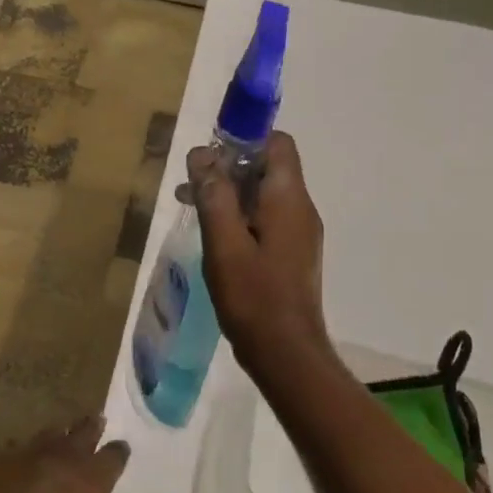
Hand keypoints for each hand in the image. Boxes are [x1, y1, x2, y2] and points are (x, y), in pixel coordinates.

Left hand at [0, 418, 157, 492]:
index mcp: (94, 475)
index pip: (114, 455)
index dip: (120, 450)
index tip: (122, 446)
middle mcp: (67, 456)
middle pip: (84, 433)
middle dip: (93, 425)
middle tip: (98, 418)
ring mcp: (34, 454)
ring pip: (53, 433)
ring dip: (62, 430)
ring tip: (66, 428)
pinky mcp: (5, 461)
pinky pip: (20, 446)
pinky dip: (27, 446)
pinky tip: (24, 449)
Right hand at [190, 130, 334, 376]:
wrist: (286, 353)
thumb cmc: (254, 296)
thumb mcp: (224, 243)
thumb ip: (213, 195)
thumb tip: (203, 154)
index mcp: (289, 198)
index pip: (278, 143)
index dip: (245, 138)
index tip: (210, 153)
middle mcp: (301, 208)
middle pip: (268, 167)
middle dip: (229, 167)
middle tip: (192, 183)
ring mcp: (299, 233)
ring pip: (265, 195)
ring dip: (230, 193)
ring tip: (191, 206)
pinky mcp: (292, 254)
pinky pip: (266, 219)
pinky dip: (240, 216)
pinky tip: (213, 235)